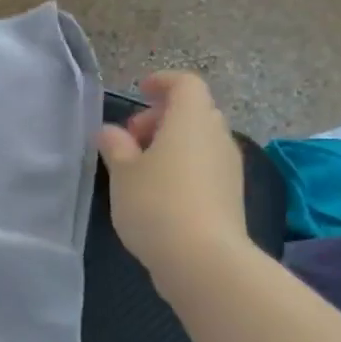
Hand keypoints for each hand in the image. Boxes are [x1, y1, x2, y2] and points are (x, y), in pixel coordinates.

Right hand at [96, 72, 248, 294]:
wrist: (203, 259)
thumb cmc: (156, 204)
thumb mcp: (122, 173)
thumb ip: (115, 146)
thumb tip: (110, 132)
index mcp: (191, 120)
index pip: (185, 83)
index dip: (162, 82)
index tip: (140, 91)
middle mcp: (217, 136)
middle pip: (194, 111)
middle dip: (161, 118)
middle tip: (131, 140)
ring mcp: (229, 167)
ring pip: (200, 140)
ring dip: (172, 144)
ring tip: (140, 169)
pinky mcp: (230, 194)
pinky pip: (205, 165)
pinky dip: (183, 166)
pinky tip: (159, 192)